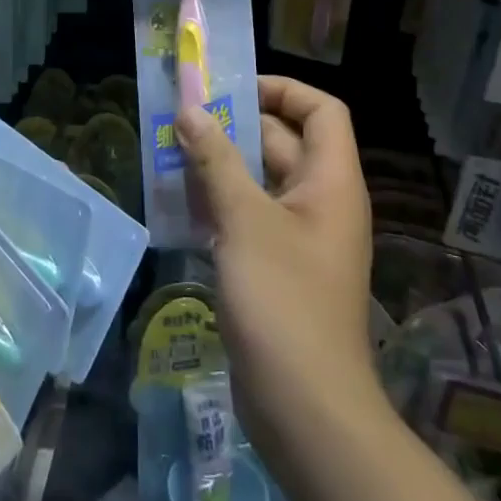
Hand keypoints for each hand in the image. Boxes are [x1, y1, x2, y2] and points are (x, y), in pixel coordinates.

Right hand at [175, 76, 375, 470]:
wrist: (305, 409)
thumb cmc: (282, 301)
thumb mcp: (244, 220)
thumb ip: (216, 160)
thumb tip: (191, 110)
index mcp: (330, 182)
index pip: (321, 111)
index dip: (282, 90)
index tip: (231, 90)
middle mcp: (320, 202)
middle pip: (283, 143)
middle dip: (234, 127)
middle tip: (183, 119)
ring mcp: (299, 238)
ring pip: (259, 182)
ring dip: (219, 166)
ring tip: (170, 155)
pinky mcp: (277, 268)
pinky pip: (249, 218)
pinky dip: (218, 204)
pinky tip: (178, 204)